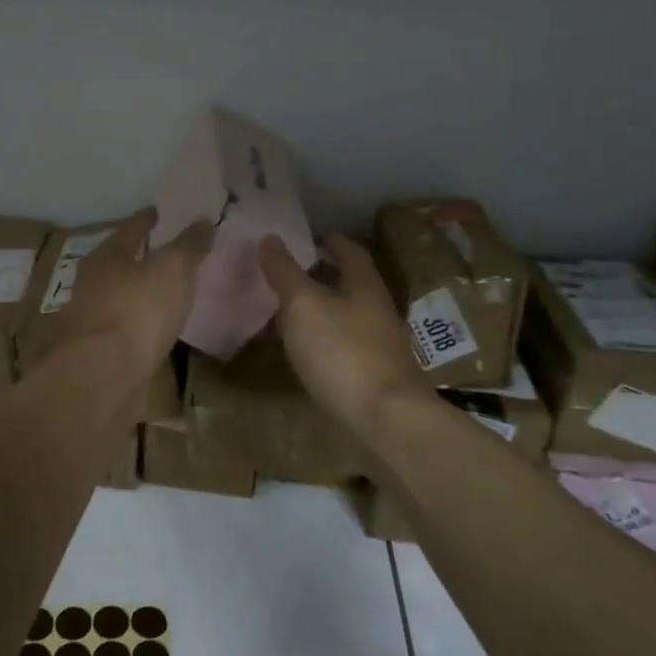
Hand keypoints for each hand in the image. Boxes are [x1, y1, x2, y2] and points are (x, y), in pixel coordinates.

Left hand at [60, 210, 213, 375]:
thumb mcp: (172, 269)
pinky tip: (159, 329)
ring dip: (143, 292)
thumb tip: (203, 220)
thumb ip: (188, 245)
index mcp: (107, 255)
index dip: (153, 219)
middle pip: (123, 261)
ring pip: (123, 296)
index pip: (133, 227)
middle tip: (177, 253)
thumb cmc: (137, 310)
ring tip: (173, 292)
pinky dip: (142, 323)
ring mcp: (92, 318)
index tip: (171, 214)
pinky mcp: (99, 351)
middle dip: (147, 256)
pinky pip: (127, 327)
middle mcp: (93, 282)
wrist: (102, 376)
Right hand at [259, 233, 426, 427]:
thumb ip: (285, 272)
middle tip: (290, 271)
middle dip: (323, 274)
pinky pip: (344, 344)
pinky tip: (304, 348)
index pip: (350, 251)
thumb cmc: (342, 351)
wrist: (385, 419)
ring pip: (347, 315)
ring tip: (288, 308)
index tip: (308, 236)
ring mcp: (379, 345)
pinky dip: (323, 338)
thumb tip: (269, 237)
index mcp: (365, 285)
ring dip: (321, 308)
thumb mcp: (303, 305)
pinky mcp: (373, 376)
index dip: (330, 240)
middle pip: (351, 283)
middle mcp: (377, 310)